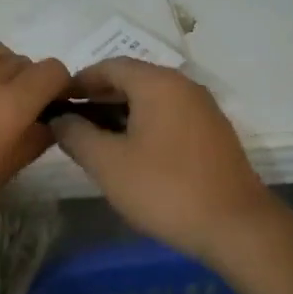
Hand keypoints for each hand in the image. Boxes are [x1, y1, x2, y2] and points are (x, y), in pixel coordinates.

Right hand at [53, 58, 281, 262]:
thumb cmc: (165, 189)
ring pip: (152, 100)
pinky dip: (144, 125)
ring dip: (120, 113)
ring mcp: (203, 109)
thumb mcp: (108, 164)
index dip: (79, 81)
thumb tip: (60, 119)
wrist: (236, 226)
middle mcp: (183, 86)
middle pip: (132, 80)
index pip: (109, 66)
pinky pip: (170, 116)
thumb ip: (76, 135)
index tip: (56, 102)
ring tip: (95, 141)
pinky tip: (131, 154)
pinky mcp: (213, 133)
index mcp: (158, 83)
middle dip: (98, 98)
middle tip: (71, 124)